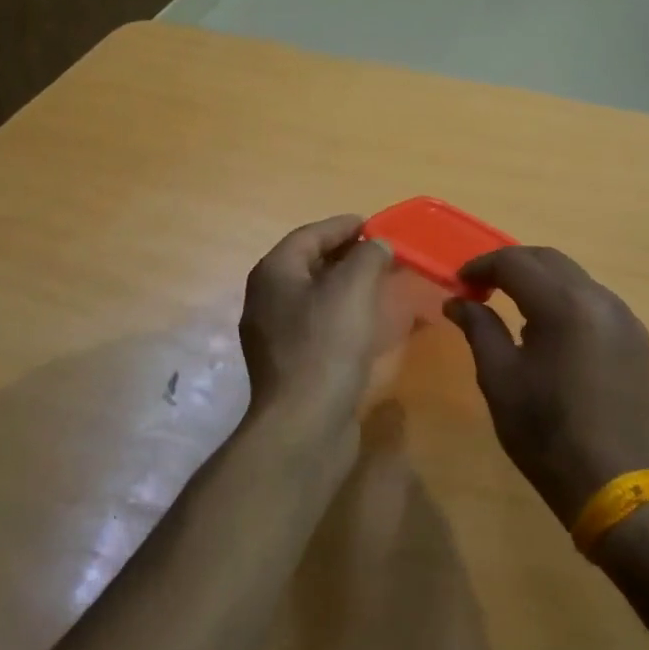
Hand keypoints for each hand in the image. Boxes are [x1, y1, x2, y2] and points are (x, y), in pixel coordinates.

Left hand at [239, 216, 393, 454]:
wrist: (304, 424)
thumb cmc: (326, 346)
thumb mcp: (353, 288)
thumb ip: (368, 256)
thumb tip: (377, 245)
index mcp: (273, 273)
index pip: (309, 235)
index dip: (343, 226)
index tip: (375, 225)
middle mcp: (266, 299)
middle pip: (309, 264)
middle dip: (346, 255)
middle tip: (382, 253)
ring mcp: (274, 334)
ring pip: (315, 296)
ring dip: (347, 286)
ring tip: (381, 284)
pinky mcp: (290, 364)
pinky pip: (318, 325)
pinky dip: (343, 315)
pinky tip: (368, 323)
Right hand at [446, 246, 648, 525]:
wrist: (614, 483)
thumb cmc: (546, 432)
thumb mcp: (500, 379)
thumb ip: (479, 328)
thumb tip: (458, 301)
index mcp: (564, 305)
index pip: (515, 262)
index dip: (482, 266)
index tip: (460, 284)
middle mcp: (600, 299)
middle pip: (549, 260)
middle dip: (511, 266)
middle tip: (481, 289)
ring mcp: (624, 317)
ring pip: (575, 277)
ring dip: (540, 281)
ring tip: (512, 307)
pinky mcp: (636, 338)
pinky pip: (595, 301)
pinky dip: (566, 300)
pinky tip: (550, 330)